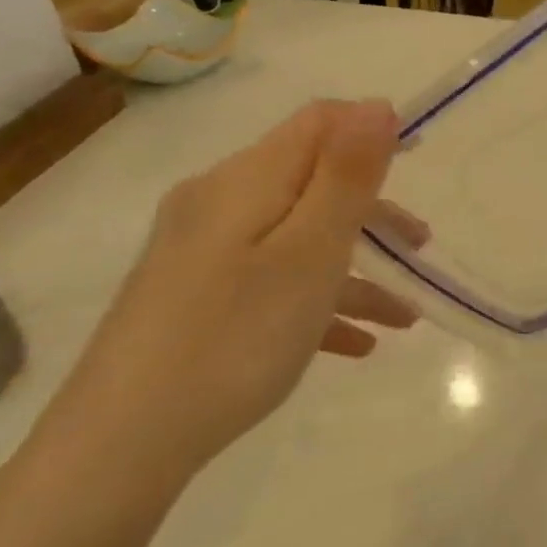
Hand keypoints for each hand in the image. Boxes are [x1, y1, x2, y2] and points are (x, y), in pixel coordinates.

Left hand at [32, 100, 424, 491]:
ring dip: (356, 270)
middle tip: (421, 249)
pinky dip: (319, 303)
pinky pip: (273, 284)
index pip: (318, 123)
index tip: (420, 163)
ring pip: (297, 241)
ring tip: (404, 317)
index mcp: (245, 182)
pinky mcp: (197, 298)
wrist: (124, 441)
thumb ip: (346, 177)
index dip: (371, 129)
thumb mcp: (309, 253)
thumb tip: (376, 106)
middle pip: (311, 183)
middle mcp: (219, 205)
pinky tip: (355, 346)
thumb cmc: (235, 337)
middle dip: (372, 211)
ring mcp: (204, 254)